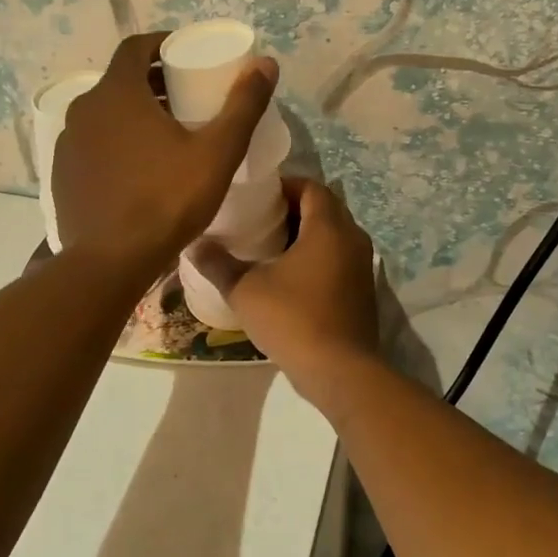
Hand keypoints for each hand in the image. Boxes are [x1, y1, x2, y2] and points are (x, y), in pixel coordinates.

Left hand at [53, 32, 276, 276]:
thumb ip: (243, 106)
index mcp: (117, 93)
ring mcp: (67, 143)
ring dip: (133, 115)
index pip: (135, 47)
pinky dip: (115, 143)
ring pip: (105, 114)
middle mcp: (84, 109)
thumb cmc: (167, 199)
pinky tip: (138, 170)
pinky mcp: (62, 174)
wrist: (110, 261)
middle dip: (153, 83)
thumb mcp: (217, 152)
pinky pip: (92, 144)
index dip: (161, 44)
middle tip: (186, 99)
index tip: (185, 56)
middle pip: (121, 81)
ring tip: (166, 135)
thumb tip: (266, 63)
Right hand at [189, 179, 378, 386]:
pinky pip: (340, 258)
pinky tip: (289, 277)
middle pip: (324, 208)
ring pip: (333, 234)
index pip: (311, 187)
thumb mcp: (245, 290)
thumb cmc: (293, 318)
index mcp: (328, 227)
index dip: (284, 186)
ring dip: (306, 235)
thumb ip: (218, 264)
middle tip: (258, 220)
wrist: (340, 370)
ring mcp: (362, 265)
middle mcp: (352, 238)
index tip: (257, 198)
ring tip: (270, 247)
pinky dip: (318, 257)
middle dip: (293, 209)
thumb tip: (194, 245)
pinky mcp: (363, 289)